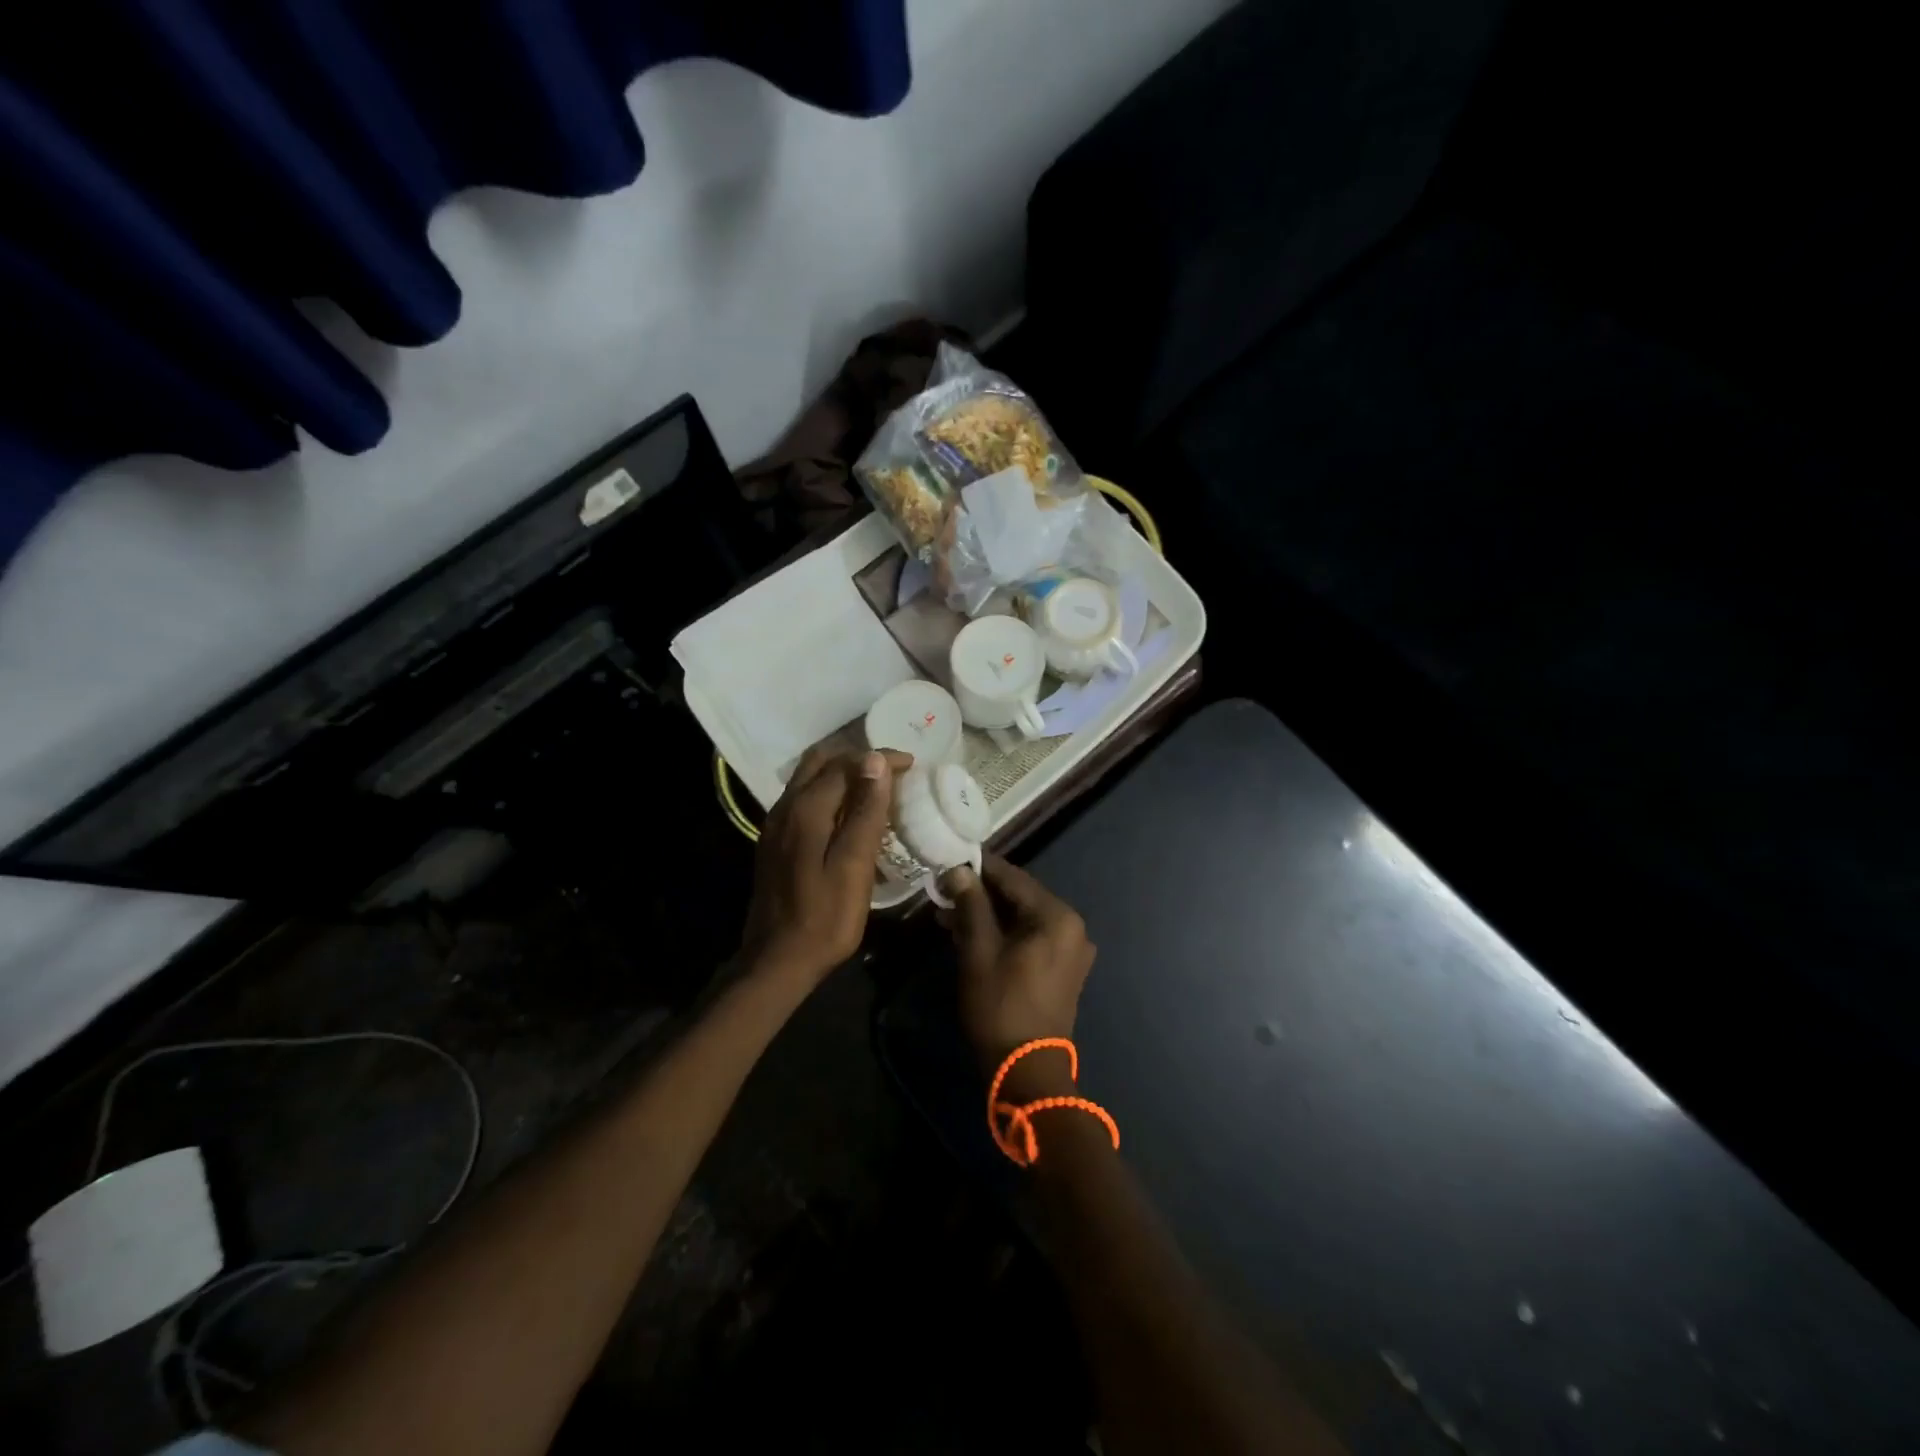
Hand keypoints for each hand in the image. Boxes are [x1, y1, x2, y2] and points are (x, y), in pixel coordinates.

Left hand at [740, 747, 910, 987]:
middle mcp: (786, 806)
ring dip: (843, 773)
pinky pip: (804, 798)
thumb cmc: (825, 917)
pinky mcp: (775, 841)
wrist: (777, 961)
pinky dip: (830, 792)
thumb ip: (865, 812)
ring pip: (809, 778)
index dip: (881, 759)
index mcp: (806, 809)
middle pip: (821, 761)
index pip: (846, 764)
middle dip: (858, 758)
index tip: (912, 764)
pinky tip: (849, 814)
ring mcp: (776, 824)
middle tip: (893, 771)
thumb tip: (876, 761)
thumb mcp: (854, 865)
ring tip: (877, 788)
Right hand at [939, 856, 1095, 1092]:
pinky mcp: (1064, 968)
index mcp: (1057, 916)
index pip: (1013, 877)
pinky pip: (1032, 937)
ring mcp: (1072, 949)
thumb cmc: (1001, 1006)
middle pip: (1020, 897)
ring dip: (989, 915)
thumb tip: (958, 871)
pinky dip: (1004, 933)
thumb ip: (971, 905)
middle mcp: (1072, 926)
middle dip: (981, 894)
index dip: (979, 868)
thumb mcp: (979, 951)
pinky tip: (972, 935)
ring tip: (949, 915)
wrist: (1027, 1070)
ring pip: (1023, 918)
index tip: (949, 861)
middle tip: (944, 891)